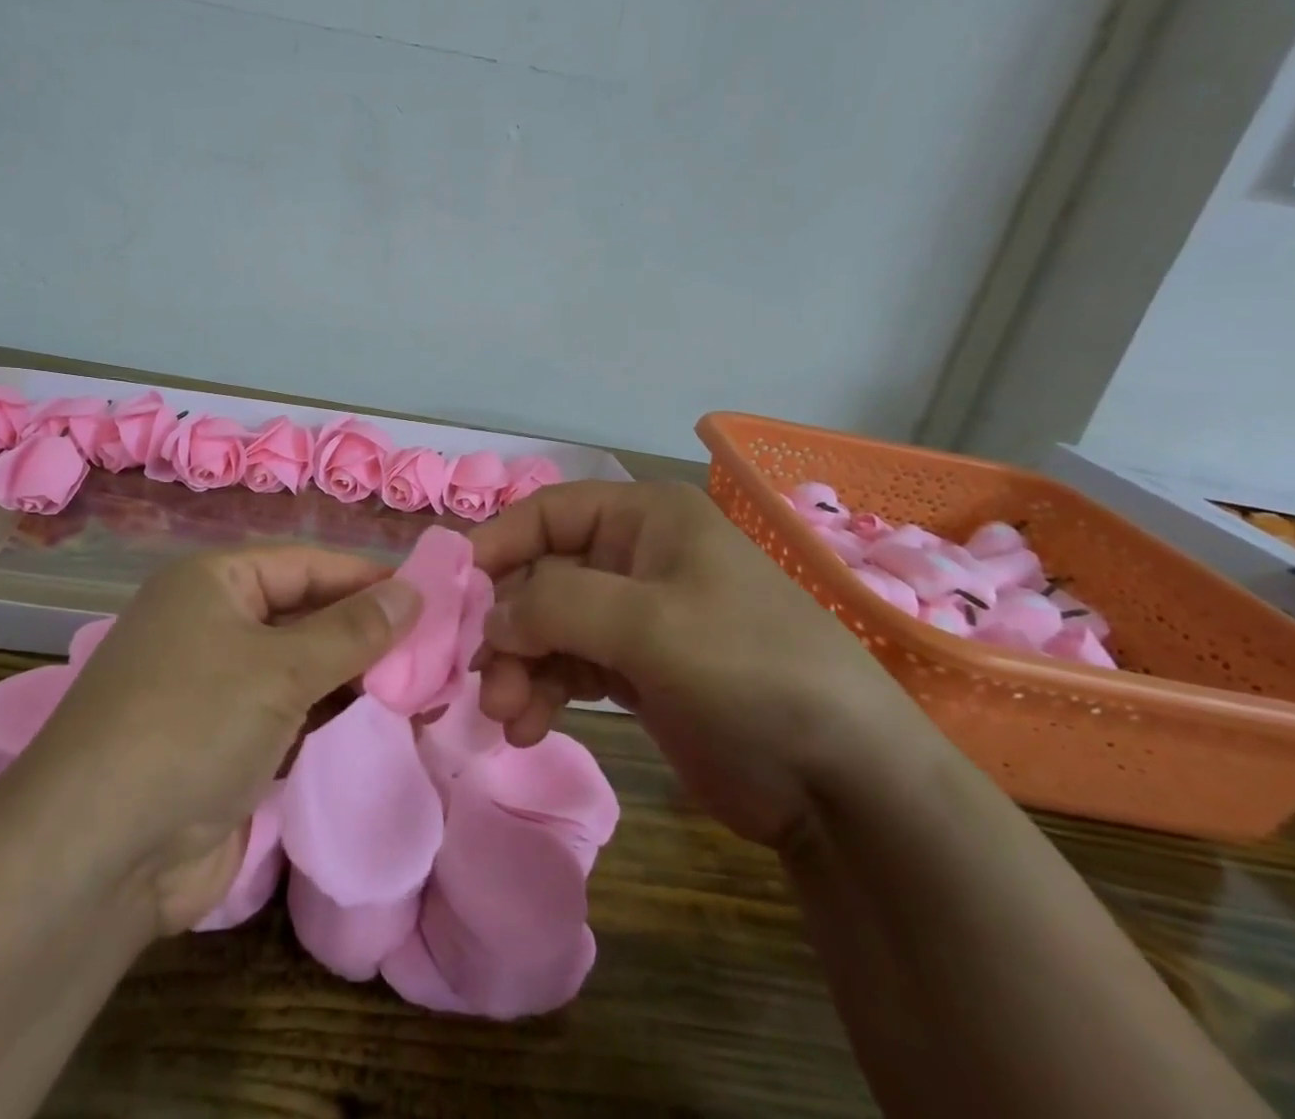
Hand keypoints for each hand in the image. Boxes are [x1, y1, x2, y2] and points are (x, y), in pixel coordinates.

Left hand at [0, 547, 420, 932]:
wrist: (99, 854)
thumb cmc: (192, 724)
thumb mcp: (280, 667)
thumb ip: (353, 631)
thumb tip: (412, 591)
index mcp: (213, 583)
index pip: (306, 564)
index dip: (366, 577)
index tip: (430, 595)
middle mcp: (211, 624)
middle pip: (305, 613)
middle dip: (366, 630)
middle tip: (437, 647)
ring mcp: (215, 687)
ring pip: (300, 667)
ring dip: (353, 676)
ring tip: (423, 685)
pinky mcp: (223, 744)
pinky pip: (289, 714)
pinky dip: (329, 716)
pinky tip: (377, 722)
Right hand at [470, 481, 932, 850]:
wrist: (843, 781)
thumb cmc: (749, 668)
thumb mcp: (651, 623)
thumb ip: (557, 605)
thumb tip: (491, 618)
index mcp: (645, 518)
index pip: (546, 513)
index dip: (496, 545)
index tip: (452, 591)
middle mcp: (634, 557)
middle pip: (540, 576)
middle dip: (507, 627)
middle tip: (481, 678)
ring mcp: (634, 616)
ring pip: (547, 627)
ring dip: (518, 667)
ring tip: (506, 715)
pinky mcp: (634, 671)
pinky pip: (567, 667)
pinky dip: (541, 691)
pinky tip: (528, 726)